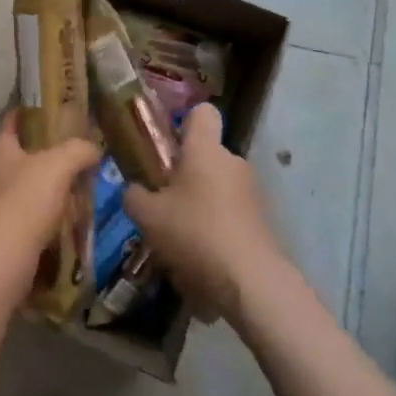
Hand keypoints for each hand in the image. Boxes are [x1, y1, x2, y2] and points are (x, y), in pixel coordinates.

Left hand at [0, 110, 97, 316]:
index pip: (18, 116)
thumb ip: (78, 150)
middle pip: (29, 154)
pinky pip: (34, 220)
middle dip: (59, 154)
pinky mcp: (3, 238)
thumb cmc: (19, 208)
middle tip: (92, 154)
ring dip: (59, 190)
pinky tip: (76, 224)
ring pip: (34, 189)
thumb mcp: (56, 167)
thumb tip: (93, 148)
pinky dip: (54, 220)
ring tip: (91, 190)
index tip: (71, 108)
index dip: (42, 108)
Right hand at [124, 104, 284, 321]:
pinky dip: (215, 229)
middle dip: (185, 175)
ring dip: (199, 205)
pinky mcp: (261, 222)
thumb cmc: (194, 233)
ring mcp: (252, 192)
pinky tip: (200, 258)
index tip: (167, 147)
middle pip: (206, 156)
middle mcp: (233, 162)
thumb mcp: (147, 216)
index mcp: (206, 149)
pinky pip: (230, 214)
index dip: (184, 122)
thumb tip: (134, 190)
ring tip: (178, 238)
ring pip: (217, 188)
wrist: (250, 283)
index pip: (202, 112)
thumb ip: (134, 196)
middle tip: (162, 203)